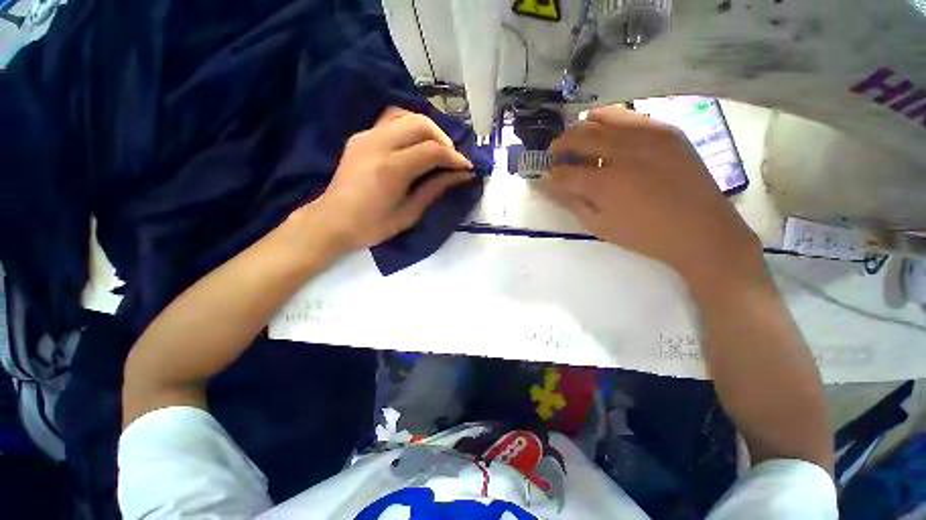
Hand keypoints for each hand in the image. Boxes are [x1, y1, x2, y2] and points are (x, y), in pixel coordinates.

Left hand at [302, 107, 474, 252]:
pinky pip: (391, 120)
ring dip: (427, 129)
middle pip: (421, 124)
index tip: (467, 168)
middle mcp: (378, 144)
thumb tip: (461, 175)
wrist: (331, 222)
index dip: (454, 158)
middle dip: (444, 139)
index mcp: (391, 169)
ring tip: (436, 150)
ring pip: (405, 115)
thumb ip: (435, 189)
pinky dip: (409, 127)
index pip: (432, 151)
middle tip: (452, 160)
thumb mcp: (409, 213)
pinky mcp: (360, 136)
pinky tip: (414, 145)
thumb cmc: (372, 226)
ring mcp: (366, 136)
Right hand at [540, 106, 761, 285]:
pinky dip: (610, 123)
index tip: (545, 176)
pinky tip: (610, 139)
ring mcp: (648, 135)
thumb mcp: (599, 225)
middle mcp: (623, 152)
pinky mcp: (666, 130)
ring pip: (600, 117)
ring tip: (582, 145)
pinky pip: (628, 115)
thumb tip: (544, 184)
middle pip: (577, 136)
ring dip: (582, 130)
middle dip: (560, 146)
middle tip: (559, 157)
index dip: (548, 174)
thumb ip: (569, 201)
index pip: (561, 172)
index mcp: (605, 184)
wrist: (702, 231)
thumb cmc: (643, 235)